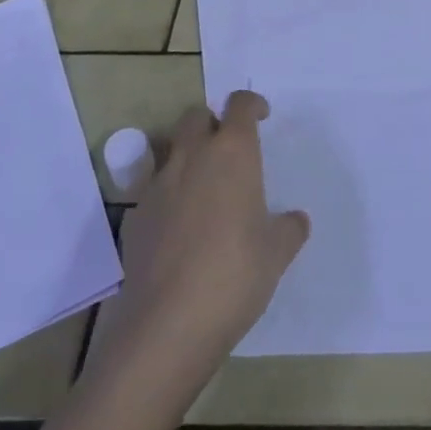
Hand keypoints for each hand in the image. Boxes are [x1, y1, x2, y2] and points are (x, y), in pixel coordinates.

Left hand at [103, 91, 309, 376]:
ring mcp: (158, 184)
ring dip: (185, 154)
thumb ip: (288, 228)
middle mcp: (192, 157)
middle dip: (212, 123)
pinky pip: (151, 188)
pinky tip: (178, 226)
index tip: (261, 116)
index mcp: (233, 153)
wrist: (168, 324)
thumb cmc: (235, 275)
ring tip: (201, 184)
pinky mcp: (135, 216)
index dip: (251, 105)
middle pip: (196, 116)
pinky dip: (166, 193)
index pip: (240, 105)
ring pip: (168, 147)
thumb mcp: (277, 253)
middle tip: (228, 150)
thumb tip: (295, 220)